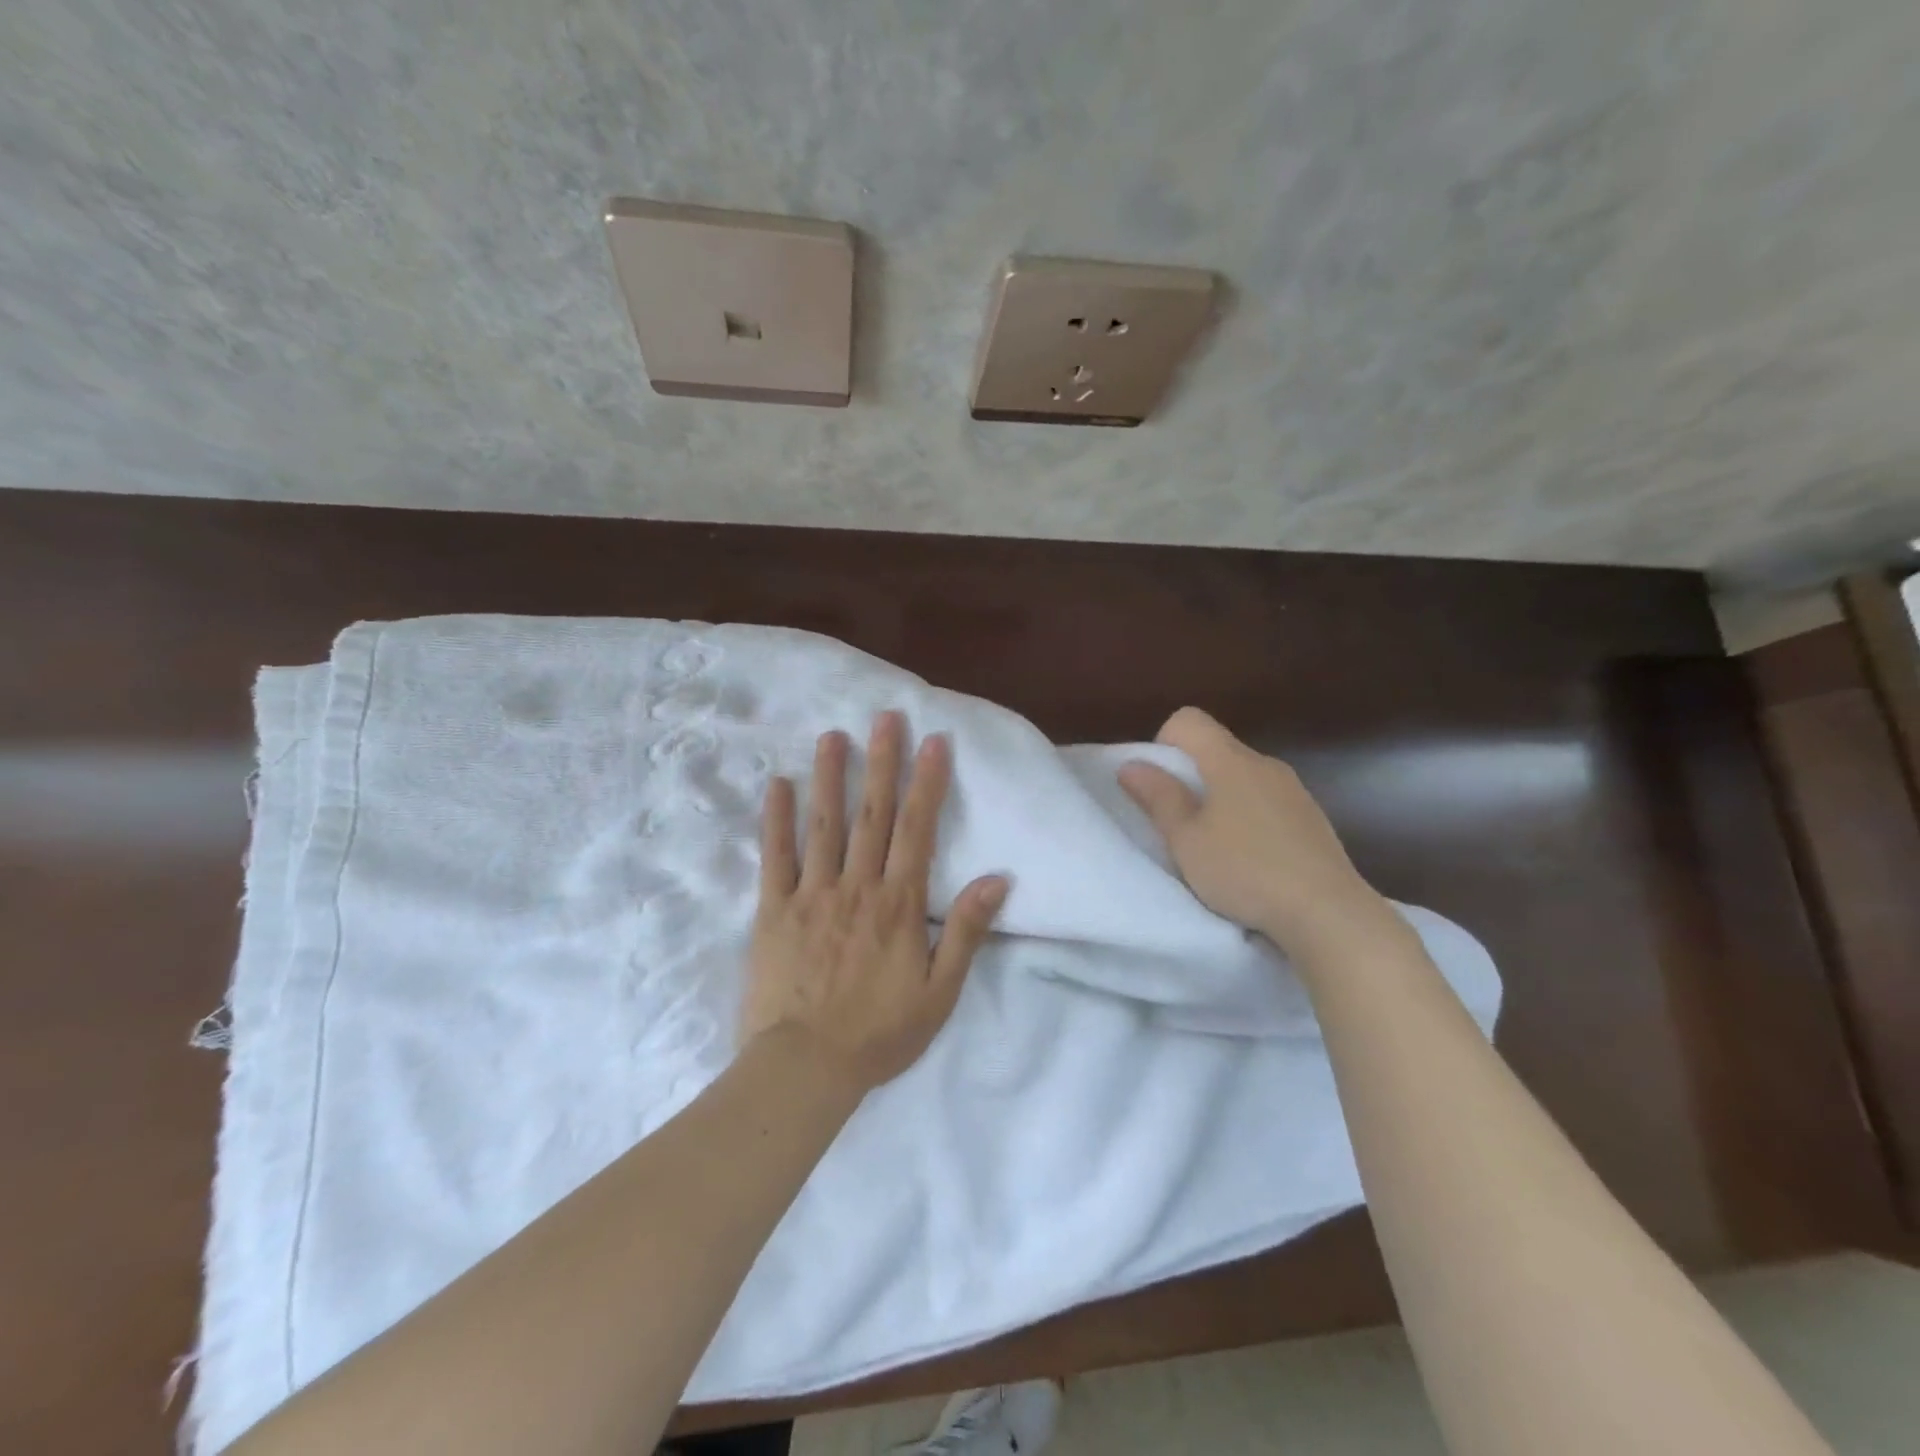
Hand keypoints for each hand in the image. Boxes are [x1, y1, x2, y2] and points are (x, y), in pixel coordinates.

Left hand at [741, 712, 1008, 1095]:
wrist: (805, 1069)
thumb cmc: (879, 1033)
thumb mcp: (939, 993)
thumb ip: (965, 932)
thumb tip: (997, 879)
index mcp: (898, 905)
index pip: (917, 831)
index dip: (927, 784)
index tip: (933, 742)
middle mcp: (857, 887)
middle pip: (872, 815)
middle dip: (881, 763)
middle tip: (885, 717)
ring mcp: (812, 895)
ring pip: (824, 825)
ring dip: (830, 777)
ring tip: (833, 735)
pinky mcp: (774, 910)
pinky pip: (775, 858)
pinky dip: (776, 820)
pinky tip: (777, 785)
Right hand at [1118, 707, 1391, 957]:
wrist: (1329, 913)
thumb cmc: (1245, 872)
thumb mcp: (1186, 840)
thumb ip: (1158, 797)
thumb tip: (1131, 764)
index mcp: (1231, 762)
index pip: (1189, 720)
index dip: (1164, 743)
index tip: (1161, 786)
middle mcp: (1265, 765)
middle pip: (1216, 748)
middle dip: (1190, 775)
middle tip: (1180, 824)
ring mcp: (1294, 791)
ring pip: (1243, 776)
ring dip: (1220, 798)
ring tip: (1216, 846)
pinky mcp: (1312, 818)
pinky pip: (1268, 800)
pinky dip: (1249, 816)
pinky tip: (1252, 858)